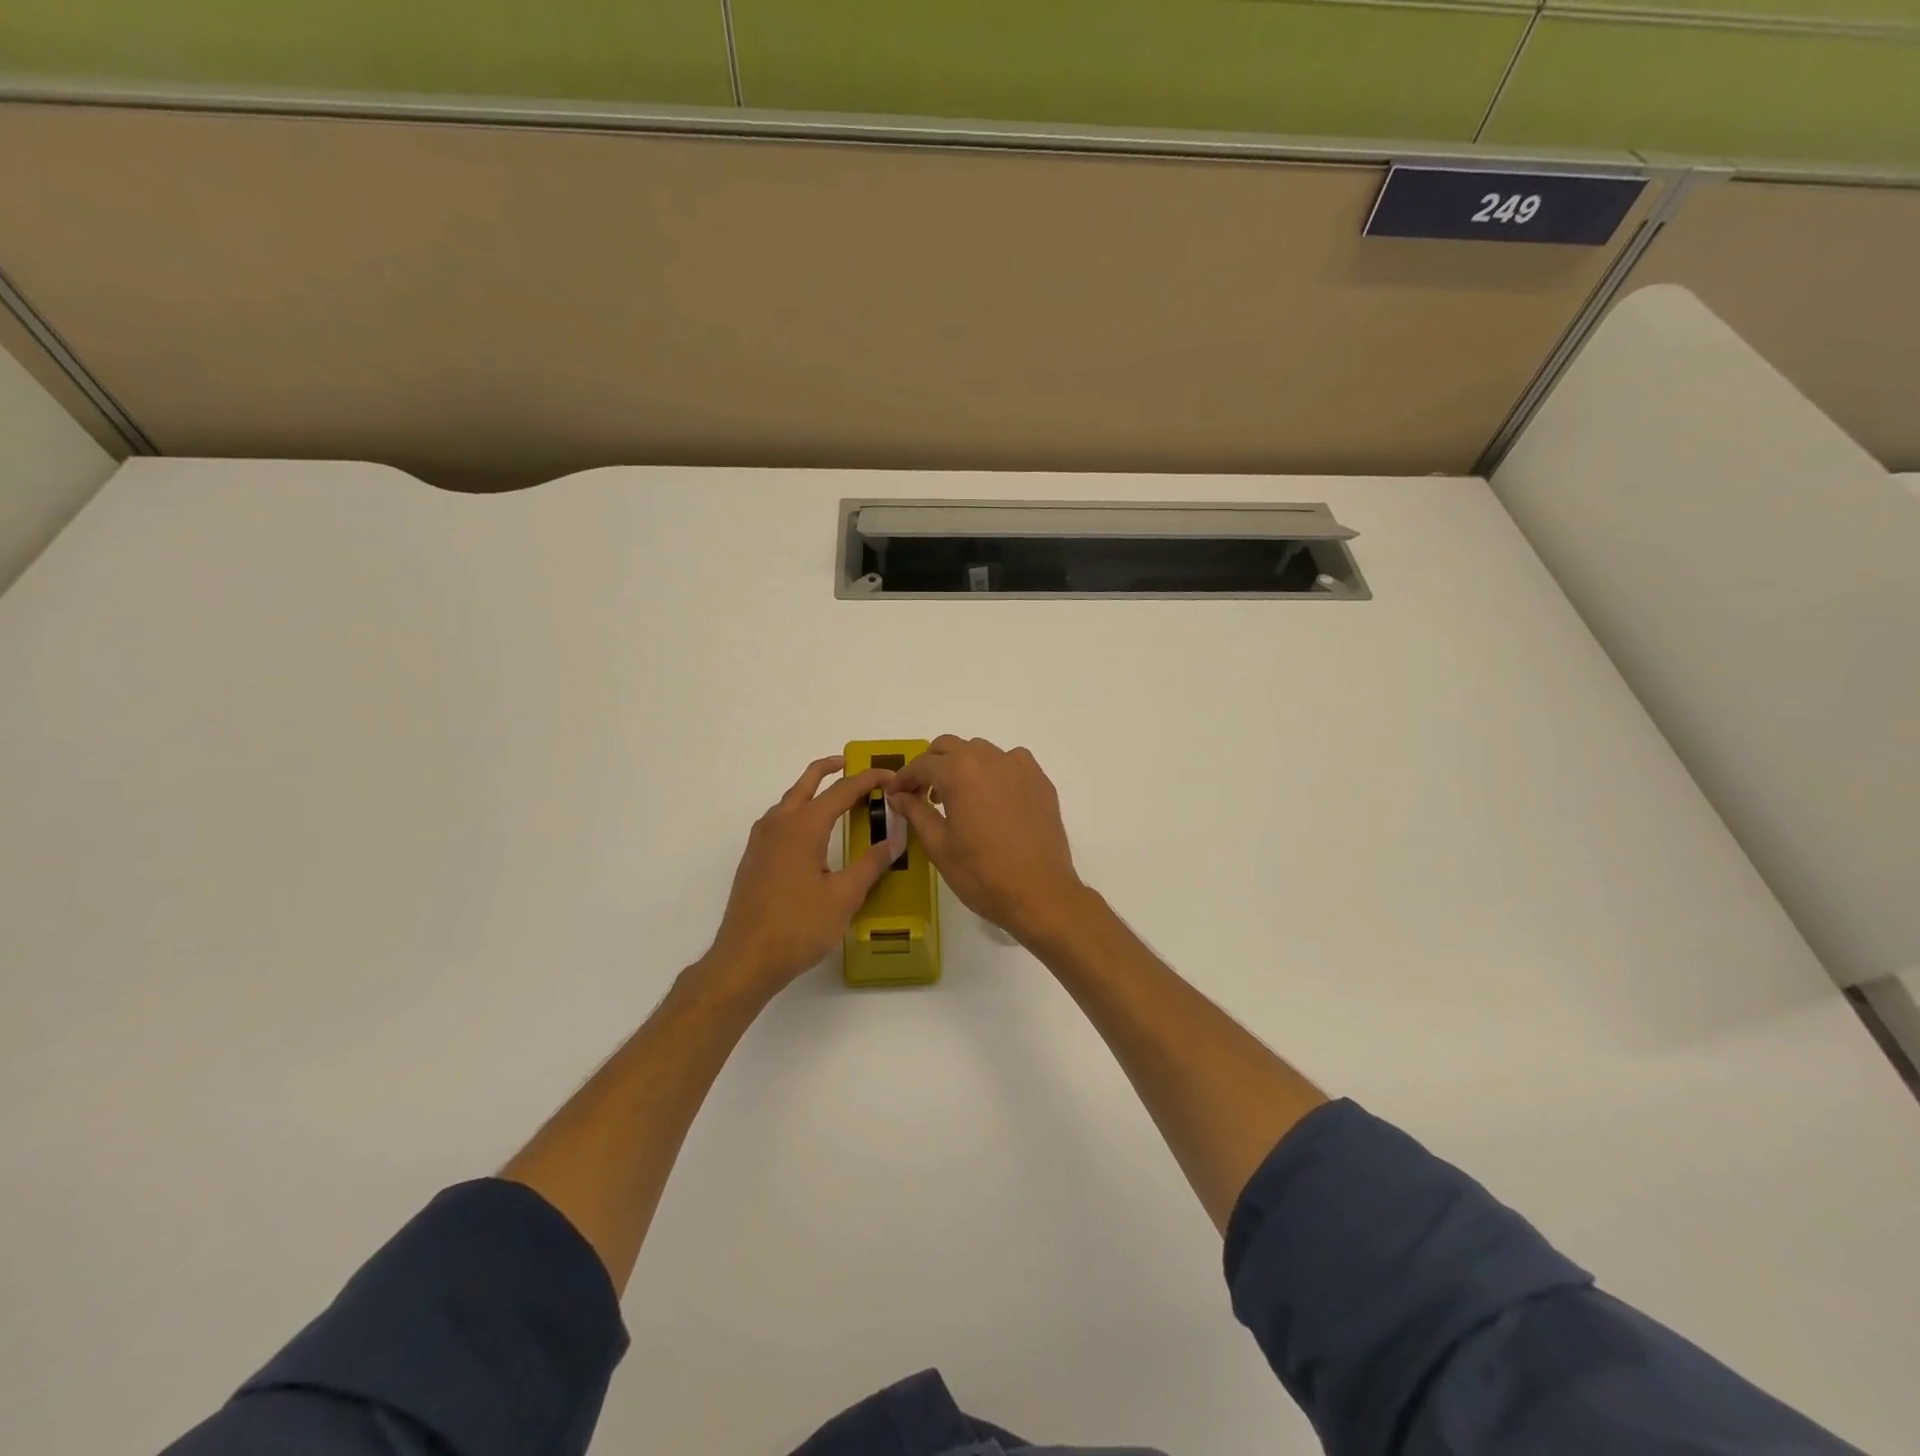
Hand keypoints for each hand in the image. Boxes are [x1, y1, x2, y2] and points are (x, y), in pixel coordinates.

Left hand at [703, 756, 905, 994]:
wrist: (745, 959)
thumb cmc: (798, 927)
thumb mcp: (844, 897)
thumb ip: (870, 864)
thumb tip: (894, 841)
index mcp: (803, 826)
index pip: (842, 791)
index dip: (868, 780)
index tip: (891, 776)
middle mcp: (779, 823)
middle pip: (807, 782)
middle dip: (831, 769)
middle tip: (855, 766)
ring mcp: (762, 840)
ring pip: (790, 800)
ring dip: (814, 790)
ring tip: (839, 798)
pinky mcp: (755, 857)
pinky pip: (780, 819)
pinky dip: (801, 810)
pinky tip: (813, 832)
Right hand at [887, 736, 1088, 946]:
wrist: (1040, 893)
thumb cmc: (982, 874)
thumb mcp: (939, 846)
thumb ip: (916, 812)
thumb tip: (898, 795)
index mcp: (959, 772)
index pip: (922, 764)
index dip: (904, 778)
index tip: (895, 794)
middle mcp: (989, 759)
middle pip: (950, 746)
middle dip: (931, 765)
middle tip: (923, 793)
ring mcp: (1019, 767)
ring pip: (981, 751)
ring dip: (963, 765)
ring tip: (958, 796)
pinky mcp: (1040, 780)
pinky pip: (1010, 762)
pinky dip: (995, 770)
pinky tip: (993, 797)